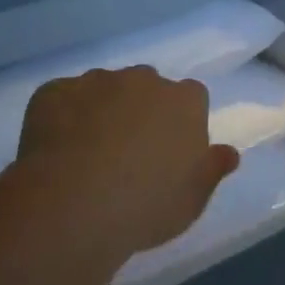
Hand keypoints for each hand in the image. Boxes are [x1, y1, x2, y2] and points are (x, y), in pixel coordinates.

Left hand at [6, 66, 238, 266]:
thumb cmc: (146, 205)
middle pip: (147, 87)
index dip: (180, 123)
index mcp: (184, 100)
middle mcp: (143, 79)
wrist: (73, 204)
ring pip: (104, 89)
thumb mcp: (193, 199)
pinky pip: (63, 98)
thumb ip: (212, 169)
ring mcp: (96, 80)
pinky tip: (55, 150)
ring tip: (87, 155)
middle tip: (128, 153)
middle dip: (140, 110)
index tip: (169, 152)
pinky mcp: (55, 90)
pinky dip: (62, 116)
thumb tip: (229, 152)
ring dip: (101, 110)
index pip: (192, 98)